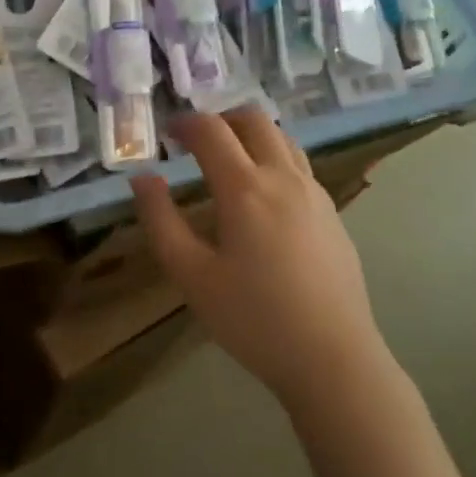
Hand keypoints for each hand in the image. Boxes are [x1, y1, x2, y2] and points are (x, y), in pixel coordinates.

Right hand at [129, 109, 389, 414]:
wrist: (332, 357)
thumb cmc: (254, 320)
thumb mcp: (192, 276)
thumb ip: (161, 221)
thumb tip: (142, 178)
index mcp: (245, 188)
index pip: (212, 131)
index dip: (185, 123)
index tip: (167, 133)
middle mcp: (284, 177)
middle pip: (254, 120)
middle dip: (220, 119)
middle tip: (196, 142)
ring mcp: (315, 192)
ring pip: (283, 138)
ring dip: (251, 135)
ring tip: (229, 161)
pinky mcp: (332, 212)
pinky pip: (300, 165)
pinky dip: (274, 158)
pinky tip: (263, 196)